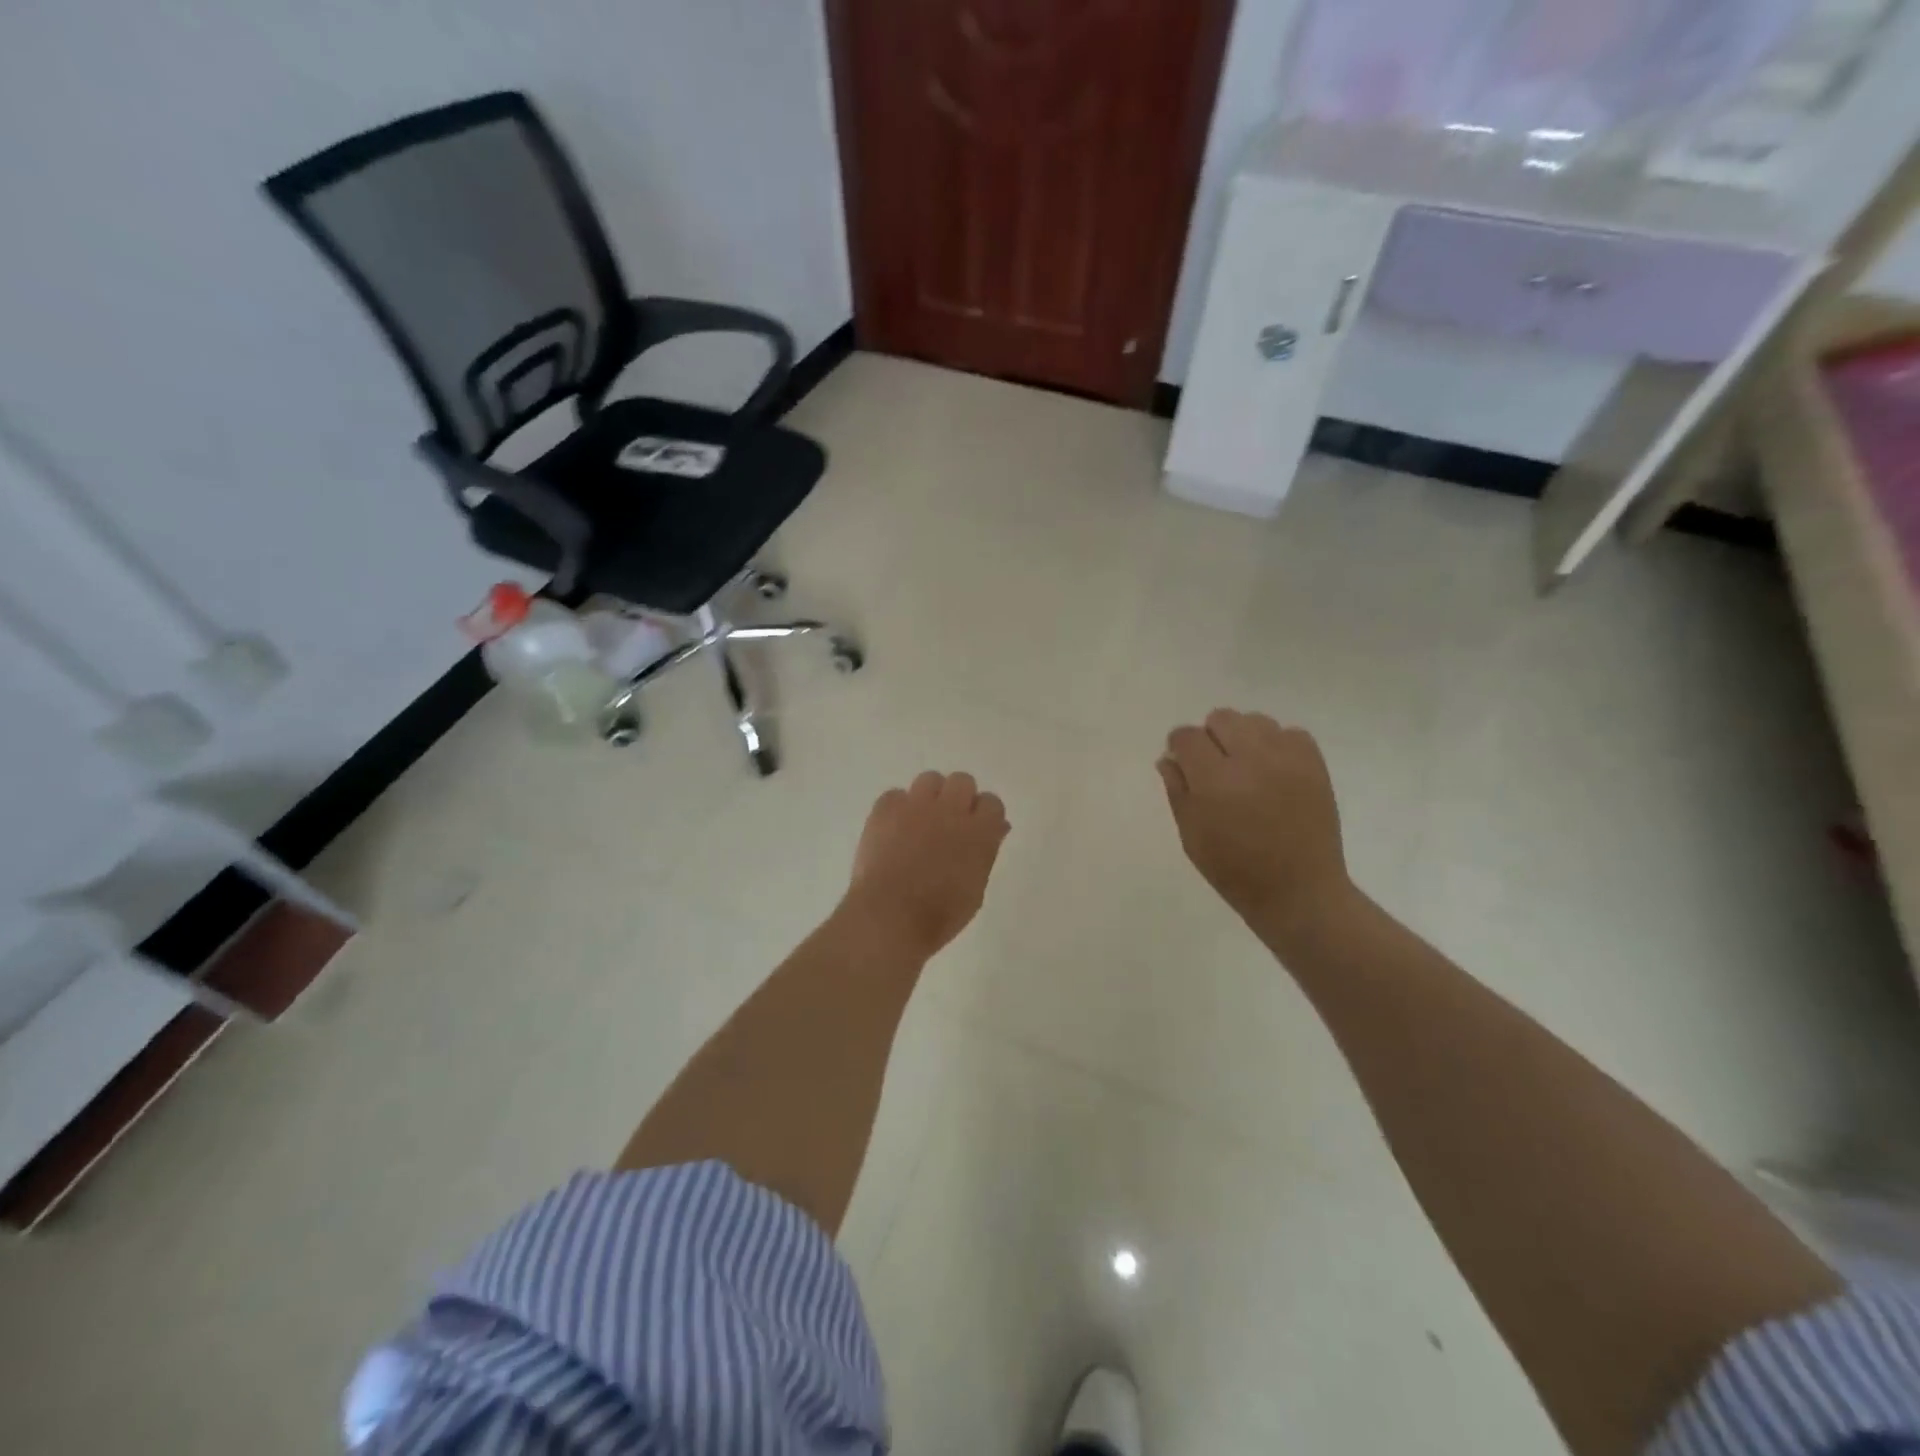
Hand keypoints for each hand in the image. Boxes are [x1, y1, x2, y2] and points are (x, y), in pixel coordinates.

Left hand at [843, 771, 1010, 959]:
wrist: (890, 915)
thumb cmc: (940, 914)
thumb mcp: (976, 889)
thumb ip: (986, 852)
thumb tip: (996, 829)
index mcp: (979, 831)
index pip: (992, 802)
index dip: (984, 815)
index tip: (976, 830)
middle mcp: (951, 809)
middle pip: (962, 781)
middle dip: (958, 798)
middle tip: (948, 823)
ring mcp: (916, 805)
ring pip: (930, 779)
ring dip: (929, 797)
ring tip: (920, 822)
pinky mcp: (885, 808)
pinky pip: (896, 795)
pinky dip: (897, 809)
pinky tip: (893, 830)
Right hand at [1158, 709, 1351, 945]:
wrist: (1299, 891)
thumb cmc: (1234, 870)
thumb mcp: (1192, 835)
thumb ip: (1177, 790)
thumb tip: (1169, 758)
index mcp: (1214, 780)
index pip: (1187, 736)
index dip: (1179, 746)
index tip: (1182, 762)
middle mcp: (1251, 759)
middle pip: (1221, 718)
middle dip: (1210, 737)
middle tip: (1214, 768)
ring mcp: (1287, 758)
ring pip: (1255, 720)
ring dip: (1243, 737)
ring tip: (1246, 768)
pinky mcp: (1314, 764)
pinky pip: (1289, 733)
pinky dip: (1277, 745)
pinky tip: (1273, 771)